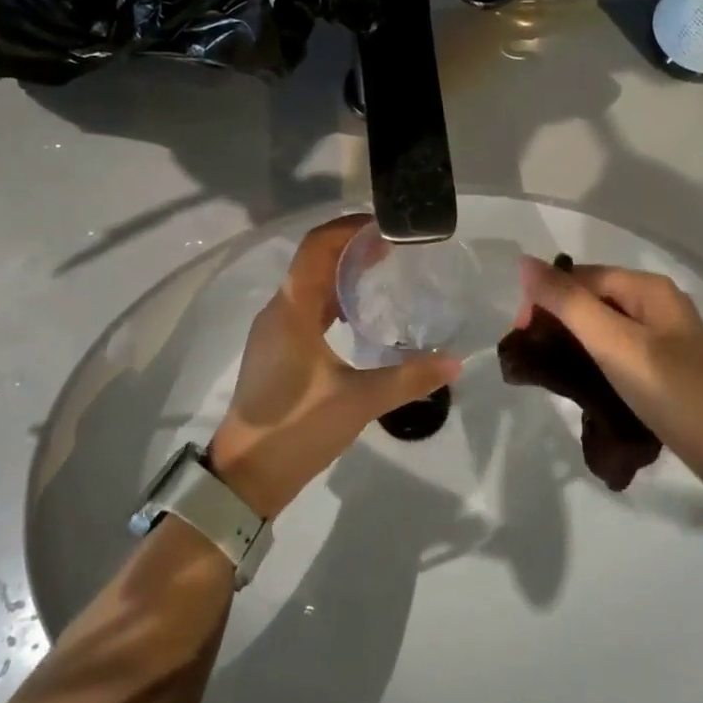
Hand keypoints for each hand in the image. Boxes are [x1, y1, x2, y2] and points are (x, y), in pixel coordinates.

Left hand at [209, 216, 459, 517]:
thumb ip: (407, 378)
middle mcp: (278, 311)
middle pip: (313, 261)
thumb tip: (455, 361)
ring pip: (309, 285)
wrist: (246, 475)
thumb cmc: (297, 429)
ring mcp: (274, 331)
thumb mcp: (358, 402)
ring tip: (385, 273)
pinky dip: (333, 299)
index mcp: (292, 310)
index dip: (349, 229)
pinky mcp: (277, 349)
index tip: (387, 227)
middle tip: (396, 249)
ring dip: (342, 273)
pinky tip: (361, 315)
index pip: (317, 247)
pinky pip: (306, 308)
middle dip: (352, 248)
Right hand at [517, 257, 702, 486]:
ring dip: (572, 340)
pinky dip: (592, 357)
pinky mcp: (663, 365)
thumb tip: (524, 262)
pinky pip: (616, 348)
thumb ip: (568, 303)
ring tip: (549, 369)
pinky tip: (579, 379)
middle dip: (557, 319)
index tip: (521, 334)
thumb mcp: (614, 344)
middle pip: (591, 297)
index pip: (580, 276)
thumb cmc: (671, 391)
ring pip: (602, 324)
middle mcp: (656, 303)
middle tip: (533, 356)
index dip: (546, 298)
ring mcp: (662, 335)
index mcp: (648, 288)